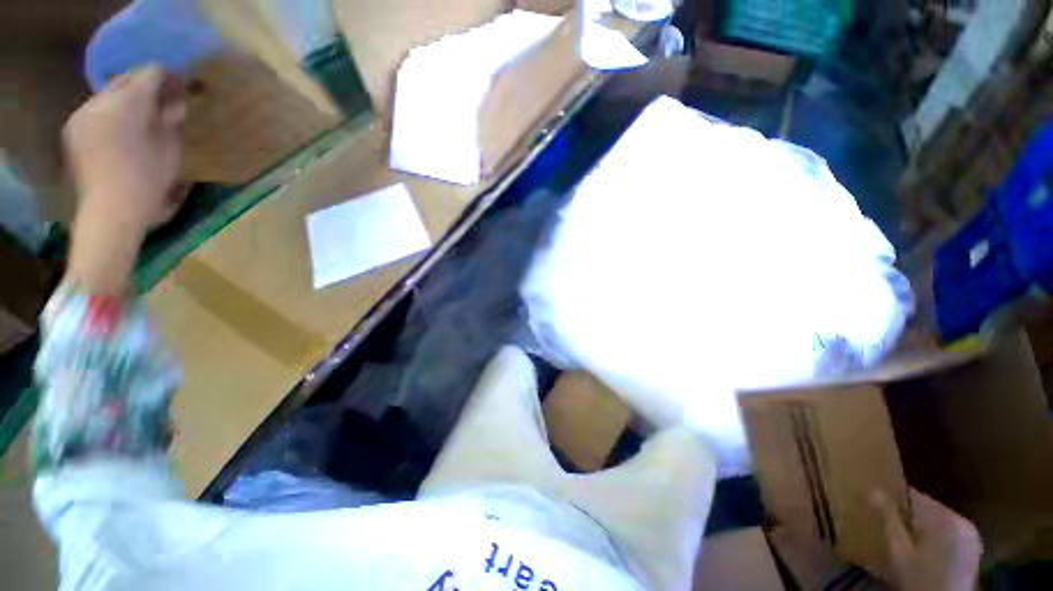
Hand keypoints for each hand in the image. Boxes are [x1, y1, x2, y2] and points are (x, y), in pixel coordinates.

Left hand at [64, 65, 186, 294]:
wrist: (110, 212)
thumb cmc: (148, 182)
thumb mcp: (171, 150)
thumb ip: (171, 119)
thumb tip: (175, 100)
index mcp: (128, 103)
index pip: (150, 73)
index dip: (167, 77)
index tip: (180, 85)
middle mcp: (100, 100)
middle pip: (125, 79)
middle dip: (144, 86)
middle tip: (162, 101)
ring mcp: (81, 114)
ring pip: (108, 94)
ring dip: (126, 101)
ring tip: (140, 118)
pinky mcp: (71, 129)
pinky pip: (95, 110)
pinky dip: (110, 114)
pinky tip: (119, 132)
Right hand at [871, 489, 982, 590]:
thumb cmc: (918, 579)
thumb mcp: (898, 552)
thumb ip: (887, 520)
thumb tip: (872, 490)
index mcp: (945, 517)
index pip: (913, 496)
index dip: (894, 500)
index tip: (876, 506)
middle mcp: (962, 520)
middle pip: (928, 509)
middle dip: (910, 517)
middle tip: (890, 529)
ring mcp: (971, 536)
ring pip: (939, 522)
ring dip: (923, 528)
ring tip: (905, 541)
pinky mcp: (973, 549)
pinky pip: (949, 534)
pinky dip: (935, 538)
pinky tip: (924, 553)